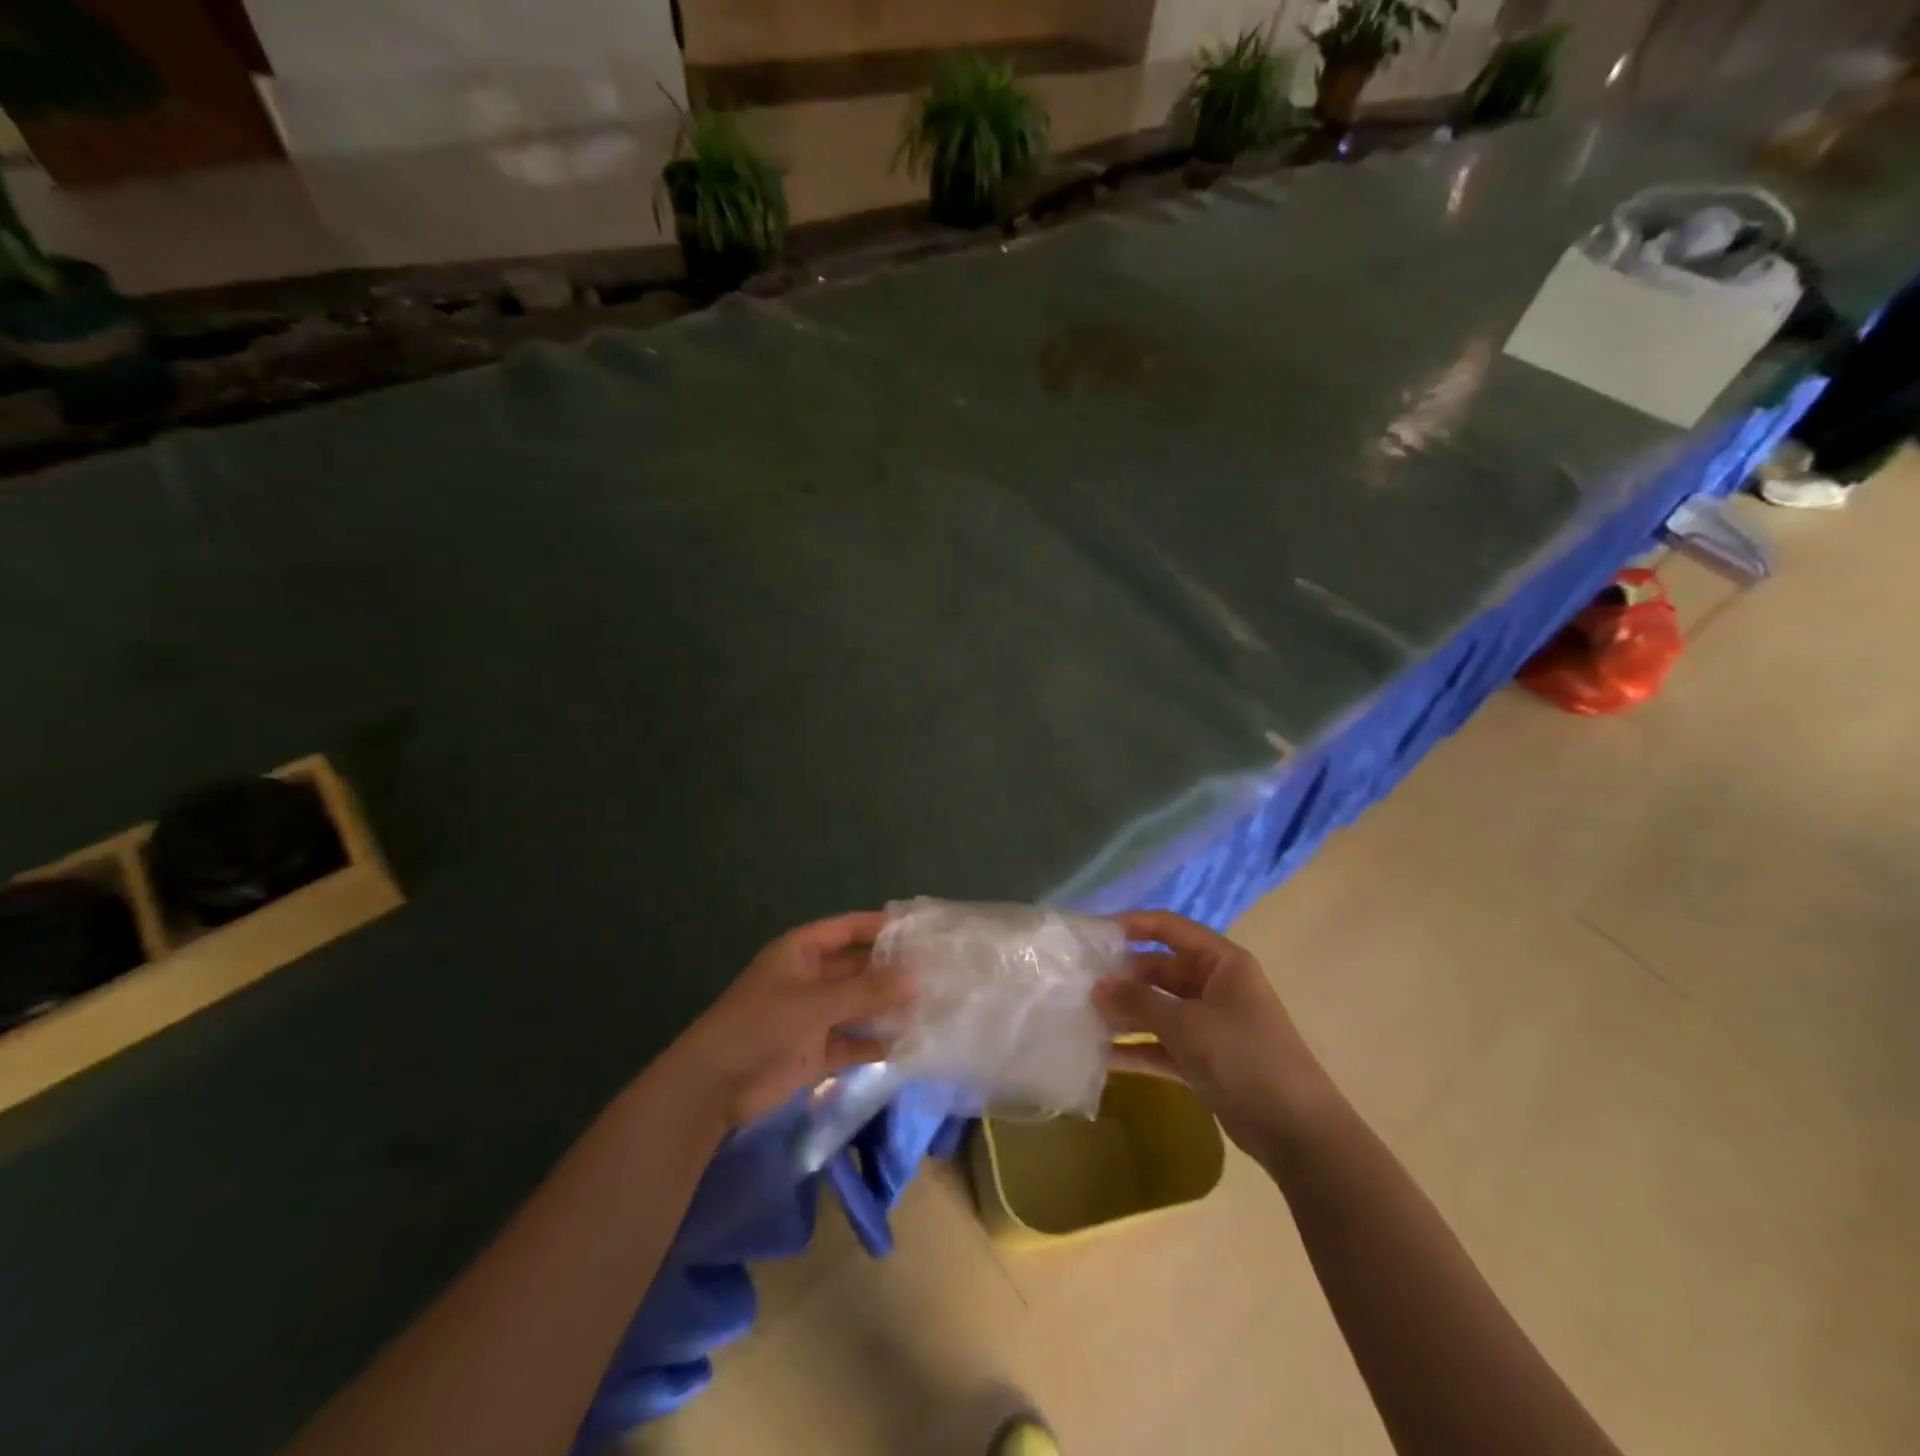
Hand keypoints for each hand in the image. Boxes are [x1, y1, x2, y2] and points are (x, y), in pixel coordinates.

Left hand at [666, 912, 912, 1129]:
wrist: (714, 1085)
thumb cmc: (761, 1025)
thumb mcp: (816, 1002)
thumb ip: (866, 991)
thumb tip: (916, 980)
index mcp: (803, 951)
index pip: (849, 928)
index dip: (881, 926)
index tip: (920, 930)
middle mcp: (811, 978)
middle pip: (858, 967)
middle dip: (892, 971)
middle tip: (937, 973)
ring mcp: (814, 1015)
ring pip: (859, 1005)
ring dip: (887, 1008)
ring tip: (931, 1008)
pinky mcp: (816, 1050)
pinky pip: (852, 1041)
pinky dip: (875, 1043)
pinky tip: (907, 1045)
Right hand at [1095, 910, 1329, 1156]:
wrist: (1296, 1131)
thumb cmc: (1243, 1057)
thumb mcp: (1186, 1023)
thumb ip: (1138, 1002)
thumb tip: (1098, 987)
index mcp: (1221, 962)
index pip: (1170, 928)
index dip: (1132, 925)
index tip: (1093, 932)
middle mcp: (1215, 986)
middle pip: (1160, 970)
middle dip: (1122, 978)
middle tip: (1079, 985)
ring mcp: (1210, 1024)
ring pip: (1158, 1009)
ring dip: (1125, 1014)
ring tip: (1082, 1017)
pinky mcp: (1205, 1060)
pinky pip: (1163, 1045)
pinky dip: (1137, 1049)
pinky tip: (1101, 1056)